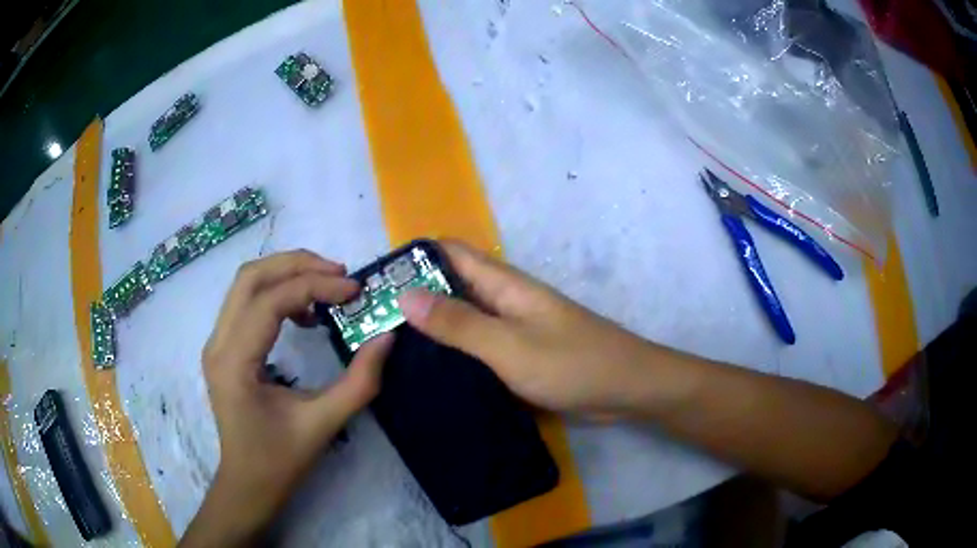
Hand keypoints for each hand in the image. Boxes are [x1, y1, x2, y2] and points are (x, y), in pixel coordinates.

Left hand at [183, 250, 393, 546]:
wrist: (248, 483)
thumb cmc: (280, 461)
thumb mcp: (324, 424)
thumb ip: (360, 382)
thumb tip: (387, 337)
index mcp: (235, 363)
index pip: (270, 301)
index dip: (314, 286)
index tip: (354, 290)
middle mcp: (217, 343)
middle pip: (250, 277)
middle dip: (297, 264)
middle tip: (340, 274)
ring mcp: (216, 342)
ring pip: (246, 283)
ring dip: (286, 273)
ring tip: (326, 286)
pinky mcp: (224, 346)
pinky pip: (247, 301)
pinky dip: (277, 293)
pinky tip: (303, 313)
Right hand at [398, 240, 659, 419]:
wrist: (627, 390)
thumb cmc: (572, 363)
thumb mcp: (509, 346)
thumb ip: (459, 323)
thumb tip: (405, 294)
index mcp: (504, 285)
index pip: (452, 254)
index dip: (415, 257)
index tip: (377, 278)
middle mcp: (505, 301)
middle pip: (453, 286)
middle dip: (415, 295)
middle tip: (372, 319)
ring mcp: (513, 330)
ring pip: (464, 318)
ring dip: (432, 326)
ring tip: (389, 346)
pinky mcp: (518, 356)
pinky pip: (478, 347)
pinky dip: (453, 352)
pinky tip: (429, 372)